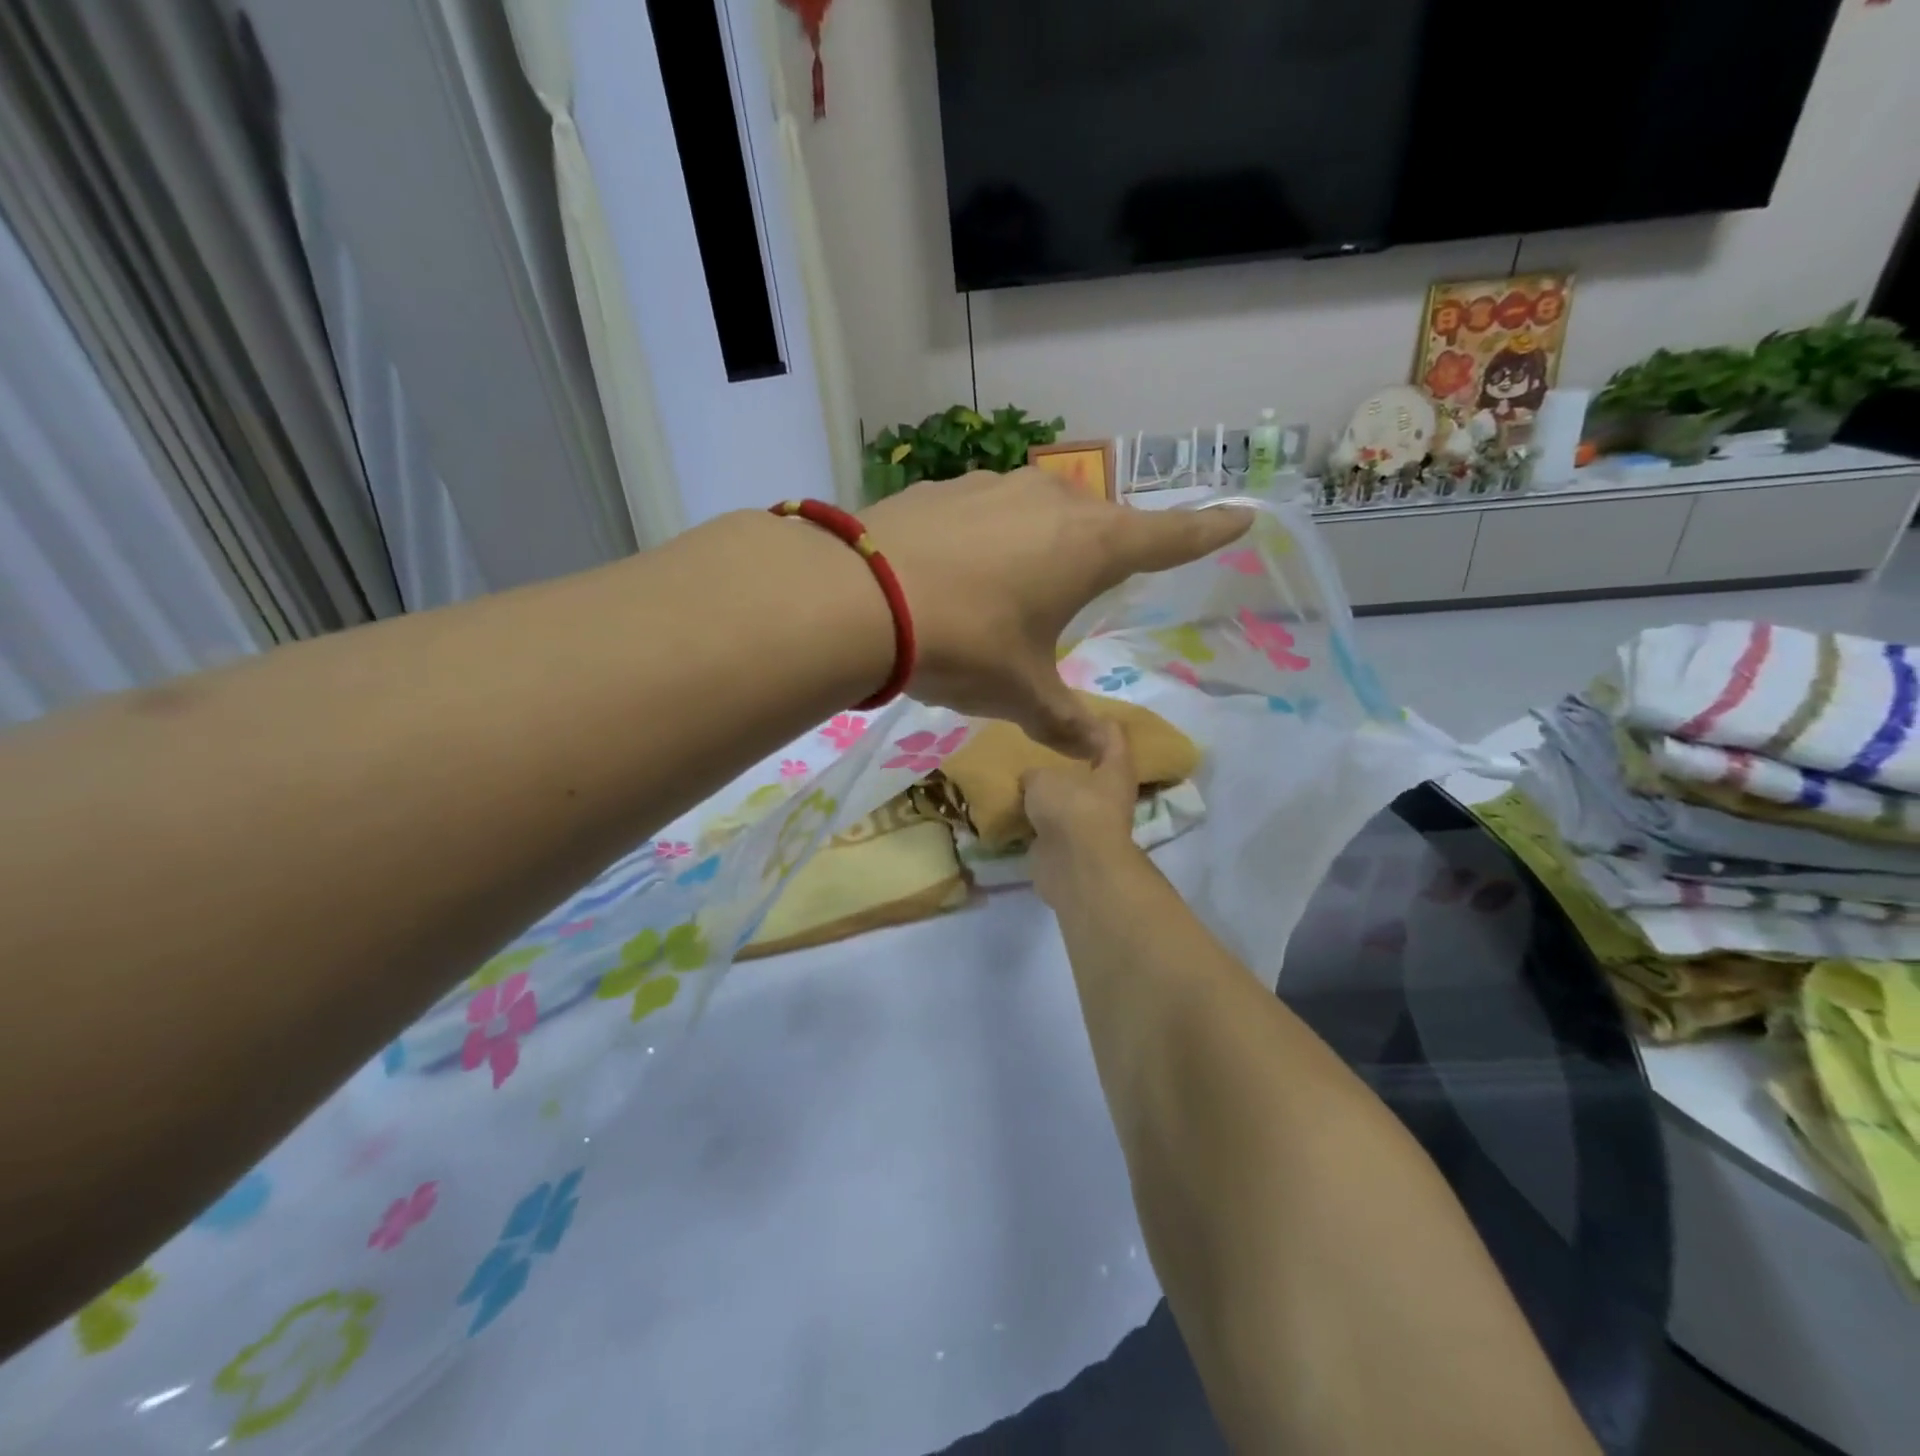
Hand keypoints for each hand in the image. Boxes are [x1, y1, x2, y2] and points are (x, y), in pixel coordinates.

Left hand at [864, 470, 1251, 757]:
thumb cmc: (964, 644)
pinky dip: (987, 537)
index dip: (1207, 531)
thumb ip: (1065, 722)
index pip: (1169, 537)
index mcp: (1090, 546)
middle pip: (1100, 523)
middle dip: (1105, 551)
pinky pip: (985, 512)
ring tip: (1014, 583)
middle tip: (1094, 582)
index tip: (1242, 515)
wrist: (859, 598)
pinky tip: (958, 568)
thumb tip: (1102, 755)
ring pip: (1040, 512)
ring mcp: (994, 487)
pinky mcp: (943, 488)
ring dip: (1041, 542)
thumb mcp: (1021, 693)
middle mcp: (1052, 502)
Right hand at [1021, 720, 1142, 906]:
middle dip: (1067, 762)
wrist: (1074, 866)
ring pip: (1069, 802)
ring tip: (1021, 778)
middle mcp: (1109, 797)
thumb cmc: (1071, 808)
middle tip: (1039, 747)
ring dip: (1050, 796)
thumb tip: (1031, 782)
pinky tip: (1014, 810)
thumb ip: (1035, 774)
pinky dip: (1035, 822)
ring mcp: (1090, 826)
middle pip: (1091, 772)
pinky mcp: (1070, 849)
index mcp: (1115, 770)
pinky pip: (1050, 828)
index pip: (1112, 736)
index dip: (1098, 723)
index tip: (1077, 713)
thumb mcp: (1042, 777)